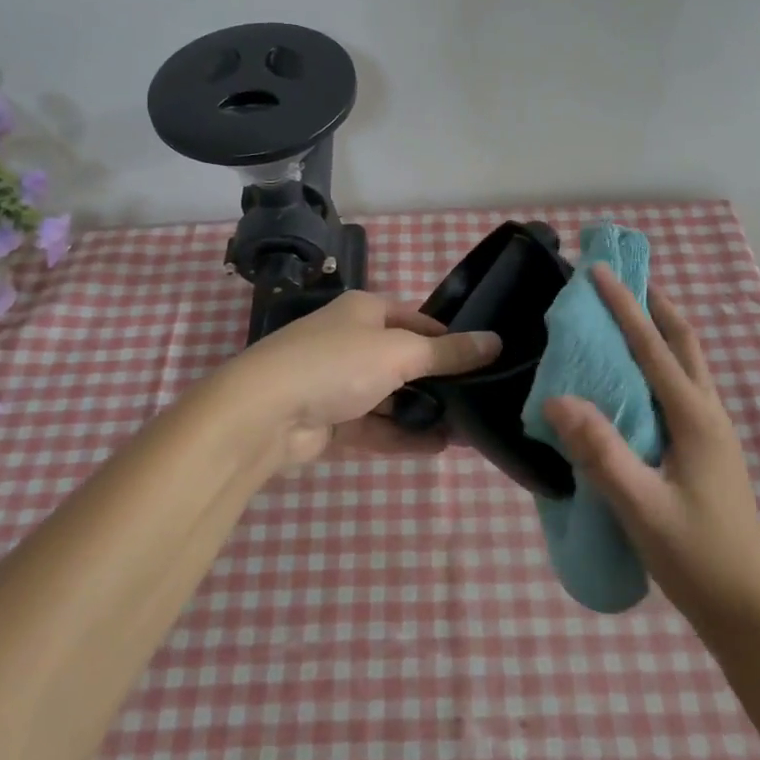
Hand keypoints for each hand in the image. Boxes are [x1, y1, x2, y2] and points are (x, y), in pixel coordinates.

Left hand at [207, 290, 500, 469]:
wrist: (264, 414)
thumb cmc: (335, 364)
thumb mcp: (399, 352)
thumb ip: (447, 352)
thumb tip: (495, 342)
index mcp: (364, 312)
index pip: (416, 320)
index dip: (448, 338)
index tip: (483, 360)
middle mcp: (351, 342)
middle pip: (405, 361)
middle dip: (440, 383)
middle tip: (481, 402)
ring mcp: (340, 384)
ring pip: (392, 398)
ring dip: (425, 413)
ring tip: (468, 431)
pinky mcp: (332, 422)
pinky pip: (376, 427)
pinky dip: (404, 436)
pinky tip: (439, 447)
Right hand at [542, 267, 759, 644]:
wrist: (748, 612)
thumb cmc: (696, 558)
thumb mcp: (642, 507)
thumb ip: (601, 452)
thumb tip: (557, 399)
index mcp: (695, 418)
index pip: (653, 347)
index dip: (625, 306)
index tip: (600, 271)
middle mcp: (708, 415)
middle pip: (684, 343)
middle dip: (655, 306)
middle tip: (623, 282)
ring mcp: (712, 433)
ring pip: (687, 365)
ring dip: (660, 332)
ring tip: (627, 317)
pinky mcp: (706, 452)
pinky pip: (681, 389)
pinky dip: (660, 363)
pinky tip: (636, 382)